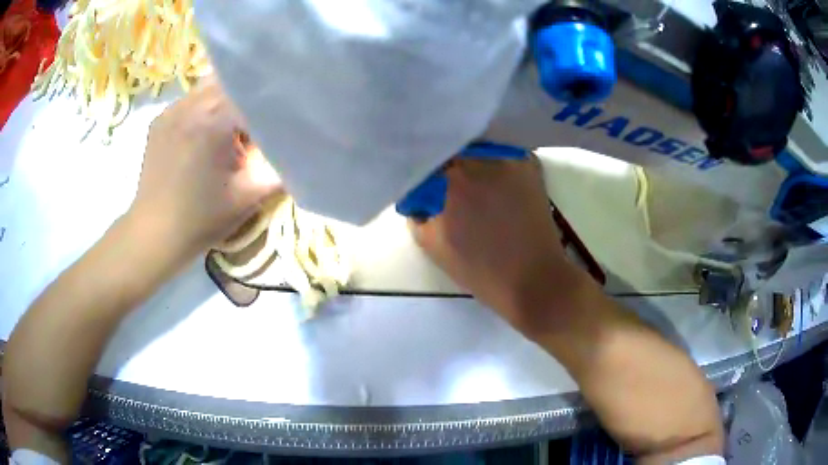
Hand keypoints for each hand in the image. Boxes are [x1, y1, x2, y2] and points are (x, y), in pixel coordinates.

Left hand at [129, 76, 283, 256]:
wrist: (155, 234)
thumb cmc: (201, 220)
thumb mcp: (249, 196)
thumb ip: (279, 167)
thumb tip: (300, 147)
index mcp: (213, 120)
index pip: (255, 96)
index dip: (272, 110)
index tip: (280, 127)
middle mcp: (191, 104)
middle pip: (234, 84)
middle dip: (251, 101)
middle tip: (255, 129)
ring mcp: (172, 109)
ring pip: (211, 86)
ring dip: (227, 101)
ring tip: (230, 129)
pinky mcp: (161, 119)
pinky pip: (191, 100)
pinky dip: (205, 108)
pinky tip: (205, 134)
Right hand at [409, 157, 578, 334]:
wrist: (534, 279)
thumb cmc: (481, 268)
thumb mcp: (434, 245)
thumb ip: (417, 214)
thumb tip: (417, 197)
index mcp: (455, 176)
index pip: (429, 156)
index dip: (424, 168)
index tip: (422, 182)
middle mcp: (483, 158)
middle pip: (455, 148)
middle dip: (447, 162)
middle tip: (445, 182)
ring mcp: (511, 159)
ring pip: (479, 148)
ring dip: (470, 159)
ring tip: (470, 181)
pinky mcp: (530, 166)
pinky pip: (503, 153)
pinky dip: (494, 161)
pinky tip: (493, 180)